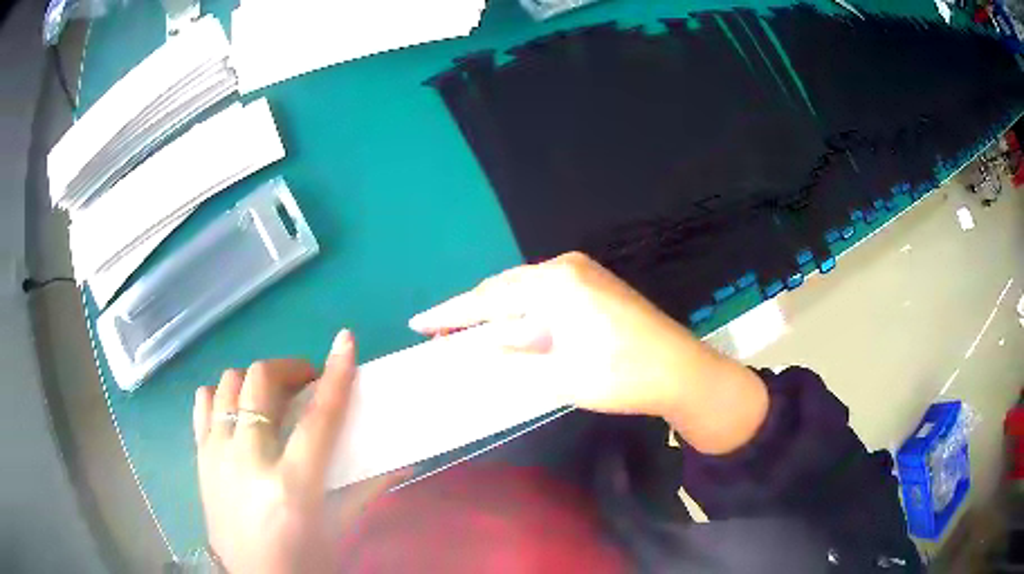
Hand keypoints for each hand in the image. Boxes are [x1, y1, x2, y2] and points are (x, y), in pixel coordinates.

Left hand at [194, 331, 393, 573]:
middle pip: (262, 383)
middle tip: (306, 386)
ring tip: (271, 400)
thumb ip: (366, 488)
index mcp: (291, 485)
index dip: (335, 375)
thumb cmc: (301, 559)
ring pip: (229, 383)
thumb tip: (403, 462)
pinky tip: (237, 411)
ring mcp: (217, 454)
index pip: (317, 417)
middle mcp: (248, 459)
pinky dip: (222, 395)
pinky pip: (203, 402)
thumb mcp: (337, 528)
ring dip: (255, 381)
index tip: (345, 342)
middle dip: (289, 370)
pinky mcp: (200, 456)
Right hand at [409, 252, 768, 453]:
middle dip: (471, 310)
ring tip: (469, 332)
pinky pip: (544, 291)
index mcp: (556, 284)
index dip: (450, 313)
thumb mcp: (560, 374)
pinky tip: (513, 326)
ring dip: (497, 310)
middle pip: (504, 288)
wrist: (681, 370)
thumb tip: (474, 348)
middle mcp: (566, 267)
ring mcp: (584, 271)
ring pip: (524, 289)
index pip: (489, 299)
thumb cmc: (622, 376)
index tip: (418, 322)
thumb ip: (512, 357)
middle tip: (441, 332)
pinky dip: (523, 309)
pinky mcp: (595, 282)